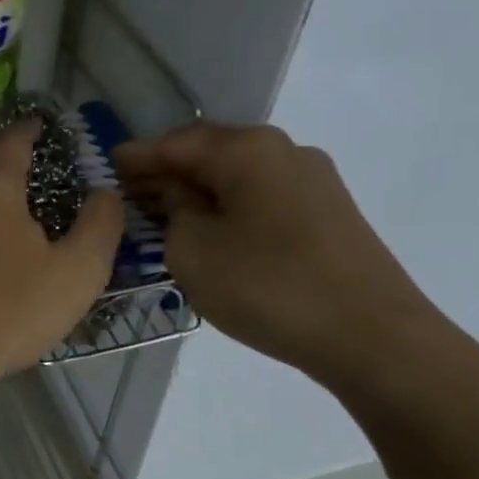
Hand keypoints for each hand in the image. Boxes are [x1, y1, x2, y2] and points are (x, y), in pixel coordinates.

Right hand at [115, 123, 463, 394]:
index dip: (138, 155)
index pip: (177, 142)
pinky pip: (262, 198)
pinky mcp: (328, 214)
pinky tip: (212, 232)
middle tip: (130, 193)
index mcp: (248, 150)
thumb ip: (173, 212)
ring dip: (199, 192)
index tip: (108, 164)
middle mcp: (285, 152)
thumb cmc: (267, 286)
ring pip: (239, 177)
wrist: (370, 335)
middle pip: (211, 153)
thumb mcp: (194, 251)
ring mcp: (314, 182)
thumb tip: (177, 196)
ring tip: (164, 215)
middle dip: (168, 172)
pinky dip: (228, 208)